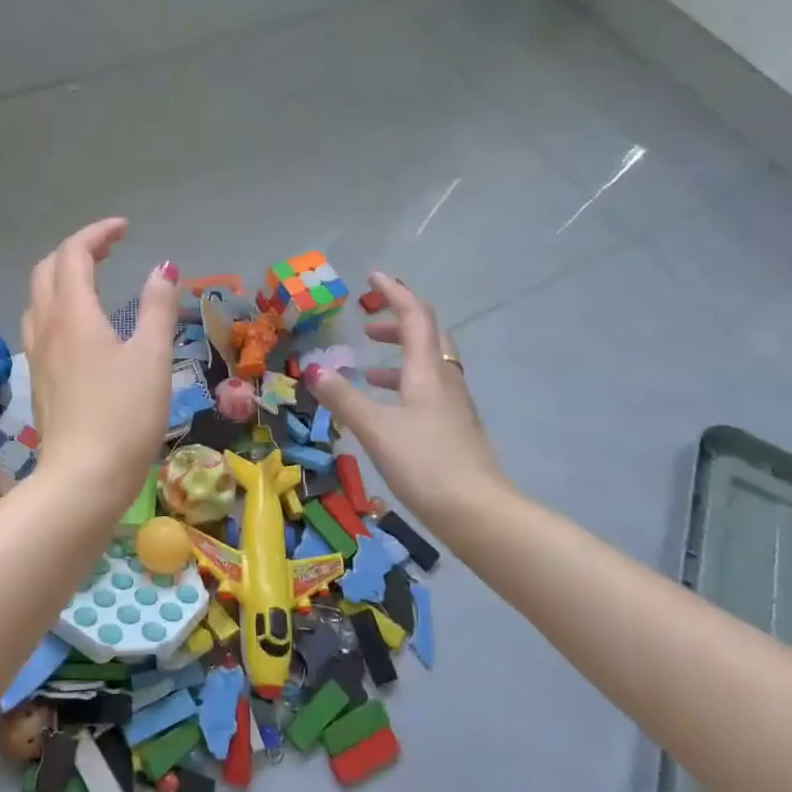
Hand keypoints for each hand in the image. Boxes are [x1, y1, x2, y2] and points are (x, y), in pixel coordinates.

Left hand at [20, 219, 177, 517]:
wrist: (84, 478)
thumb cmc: (126, 415)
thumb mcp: (152, 357)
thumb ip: (157, 307)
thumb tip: (162, 268)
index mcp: (73, 313)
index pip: (74, 253)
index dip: (97, 233)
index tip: (125, 229)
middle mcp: (46, 326)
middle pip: (46, 269)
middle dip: (76, 250)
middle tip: (110, 249)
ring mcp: (36, 354)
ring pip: (37, 297)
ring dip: (61, 277)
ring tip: (92, 280)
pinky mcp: (37, 379)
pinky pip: (38, 325)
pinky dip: (55, 306)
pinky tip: (78, 326)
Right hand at [304, 271, 513, 525]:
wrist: (479, 514)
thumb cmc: (426, 463)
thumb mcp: (375, 428)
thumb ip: (343, 398)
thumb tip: (312, 369)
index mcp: (427, 371)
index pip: (414, 316)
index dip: (394, 293)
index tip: (373, 277)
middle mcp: (445, 381)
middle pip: (428, 335)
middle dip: (399, 322)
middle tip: (369, 322)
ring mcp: (454, 406)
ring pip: (429, 364)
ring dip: (400, 354)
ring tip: (368, 366)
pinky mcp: (455, 430)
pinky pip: (429, 390)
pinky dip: (404, 383)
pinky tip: (387, 407)